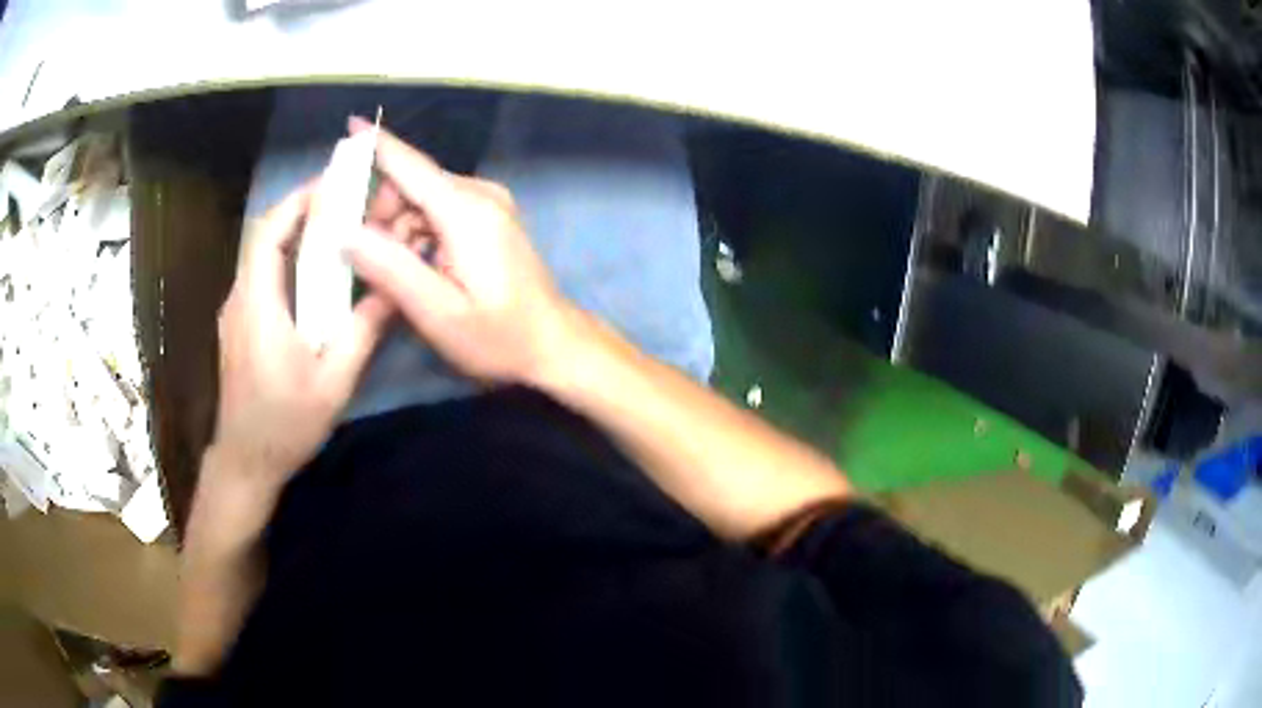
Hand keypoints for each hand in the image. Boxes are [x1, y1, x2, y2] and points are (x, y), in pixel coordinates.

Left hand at [211, 183, 392, 489]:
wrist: (245, 461)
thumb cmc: (285, 425)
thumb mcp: (332, 384)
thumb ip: (361, 332)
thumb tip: (393, 288)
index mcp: (259, 306)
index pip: (270, 233)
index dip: (299, 200)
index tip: (334, 183)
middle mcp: (240, 298)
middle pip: (265, 236)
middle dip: (302, 208)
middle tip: (343, 199)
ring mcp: (235, 311)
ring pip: (261, 254)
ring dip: (294, 232)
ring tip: (334, 226)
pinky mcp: (238, 324)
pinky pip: (261, 275)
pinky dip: (286, 258)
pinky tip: (312, 271)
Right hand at [345, 118, 578, 384]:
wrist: (554, 344)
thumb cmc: (498, 336)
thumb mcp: (437, 312)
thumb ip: (390, 269)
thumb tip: (346, 232)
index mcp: (466, 210)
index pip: (411, 165)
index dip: (377, 145)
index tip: (349, 125)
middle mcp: (479, 194)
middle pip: (413, 183)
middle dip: (382, 214)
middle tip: (368, 261)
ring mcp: (488, 204)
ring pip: (423, 199)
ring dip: (399, 228)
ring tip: (394, 274)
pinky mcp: (490, 218)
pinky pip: (440, 211)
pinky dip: (418, 232)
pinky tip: (416, 267)